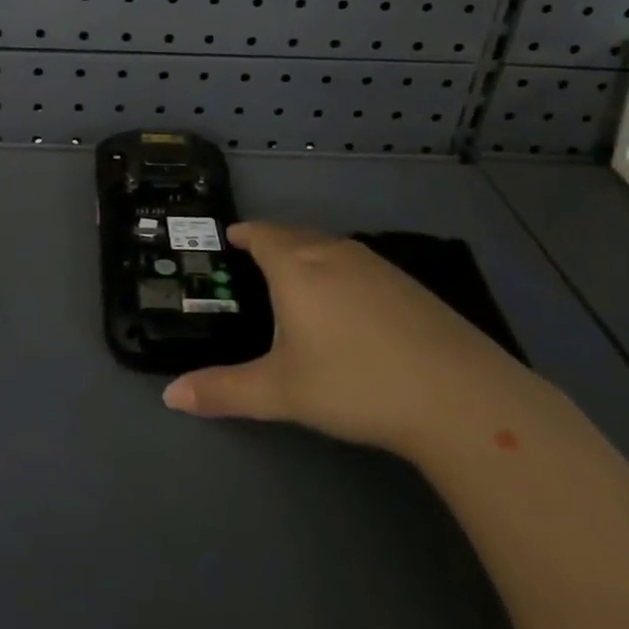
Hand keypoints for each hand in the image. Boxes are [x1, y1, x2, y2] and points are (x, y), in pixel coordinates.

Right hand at [162, 222, 532, 453]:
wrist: (457, 395)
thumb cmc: (354, 383)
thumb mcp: (280, 392)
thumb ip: (223, 390)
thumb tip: (171, 396)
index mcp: (297, 268)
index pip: (263, 234)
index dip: (245, 233)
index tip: (232, 236)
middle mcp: (334, 254)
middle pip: (296, 234)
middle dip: (274, 240)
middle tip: (257, 257)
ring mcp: (377, 266)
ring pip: (330, 246)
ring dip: (308, 252)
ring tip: (298, 274)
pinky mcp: (409, 285)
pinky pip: (359, 263)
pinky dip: (340, 269)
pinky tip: (349, 301)